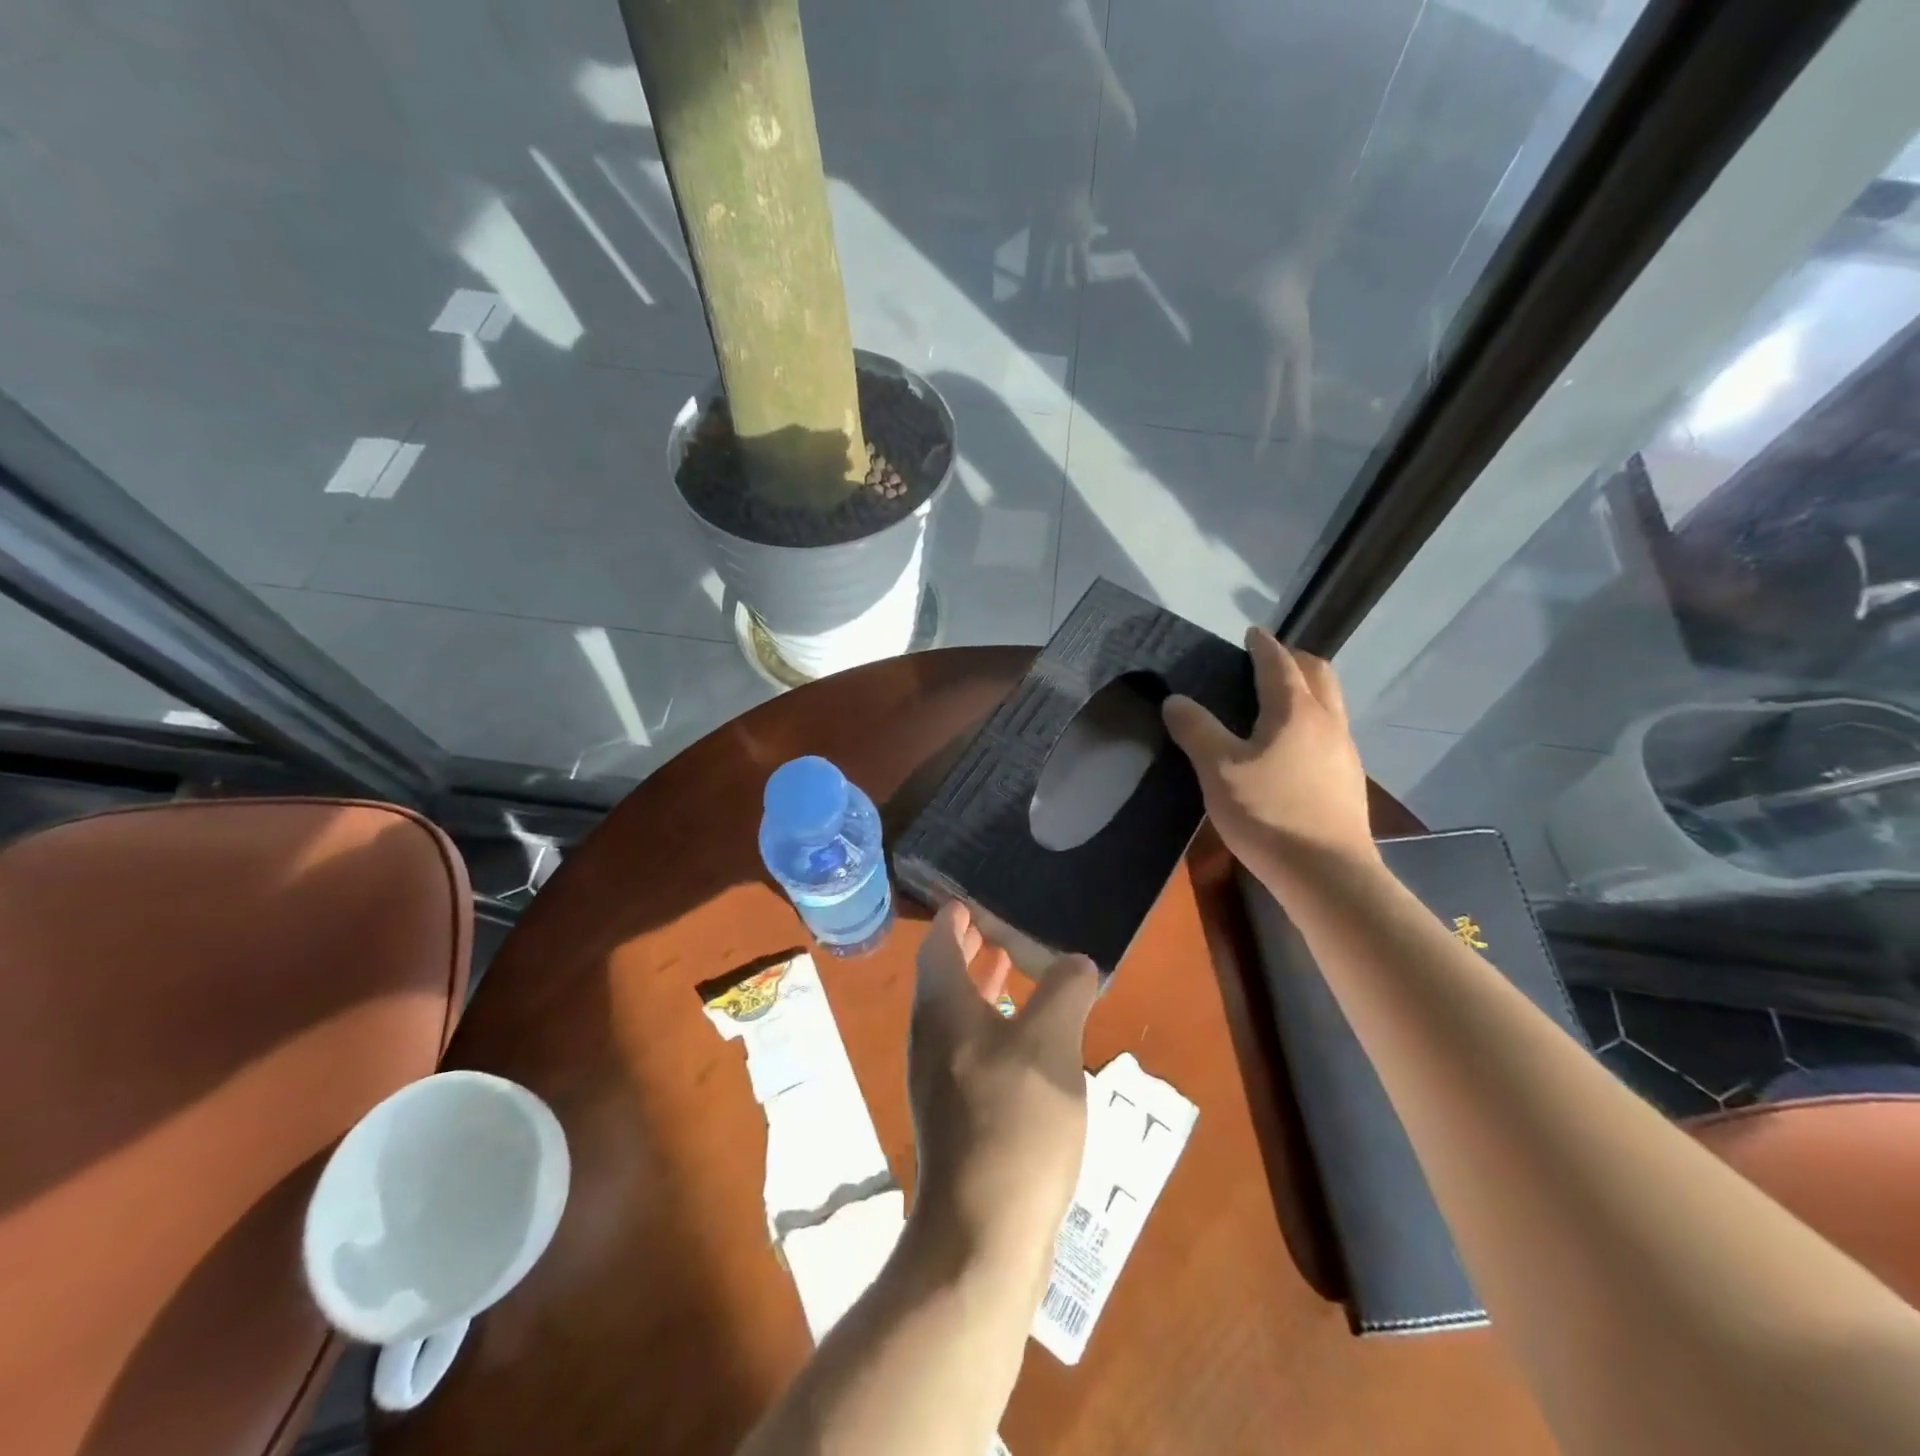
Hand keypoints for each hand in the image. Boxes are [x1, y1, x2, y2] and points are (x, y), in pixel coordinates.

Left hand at [907, 903, 1098, 1285]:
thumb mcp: (1051, 1042)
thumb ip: (1064, 990)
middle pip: (943, 978)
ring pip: (955, 1015)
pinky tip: (1023, 1041)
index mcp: (943, 1009)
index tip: (967, 900)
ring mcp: (938, 1080)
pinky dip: (988, 1025)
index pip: (939, 945)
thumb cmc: (1015, 1120)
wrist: (983, 1232)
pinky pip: (967, 1048)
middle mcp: (930, 1038)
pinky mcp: (954, 1116)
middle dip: (967, 950)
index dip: (953, 919)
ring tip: (1010, 970)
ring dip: (979, 988)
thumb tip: (1074, 962)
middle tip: (993, 928)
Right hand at [1162, 626, 1378, 878]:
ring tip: (1279, 700)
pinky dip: (1313, 719)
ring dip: (1308, 689)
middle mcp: (1327, 721)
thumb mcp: (1218, 770)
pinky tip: (1294, 747)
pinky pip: (1332, 731)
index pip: (1279, 662)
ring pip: (1330, 702)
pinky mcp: (1349, 779)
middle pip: (1319, 673)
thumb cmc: (1267, 813)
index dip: (1263, 644)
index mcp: (1295, 710)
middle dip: (1295, 659)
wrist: (1326, 873)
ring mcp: (1345, 751)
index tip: (1251, 632)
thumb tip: (1175, 700)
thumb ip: (1196, 730)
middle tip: (1267, 661)